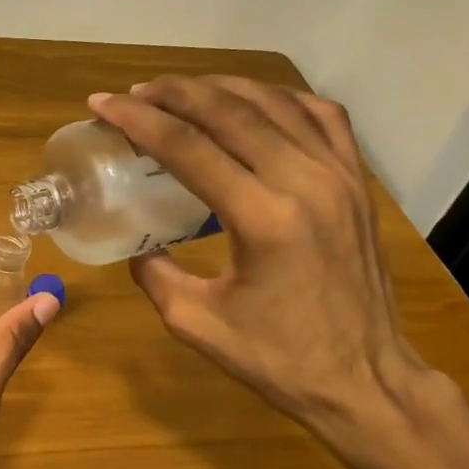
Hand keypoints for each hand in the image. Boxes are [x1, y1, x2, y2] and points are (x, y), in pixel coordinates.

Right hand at [88, 77, 428, 444]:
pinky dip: (281, 98)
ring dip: (221, 88)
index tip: (102, 104)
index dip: (138, 120)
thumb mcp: (196, 323)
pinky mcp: (358, 182)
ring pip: (275, 103)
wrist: (365, 380)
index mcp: (262, 220)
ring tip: (182, 91)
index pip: (188, 148)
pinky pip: (322, 116)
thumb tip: (140, 243)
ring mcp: (340, 176)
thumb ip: (155, 274)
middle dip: (173, 93)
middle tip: (136, 93)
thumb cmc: (279, 360)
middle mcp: (304, 183)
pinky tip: (254, 102)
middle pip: (229, 111)